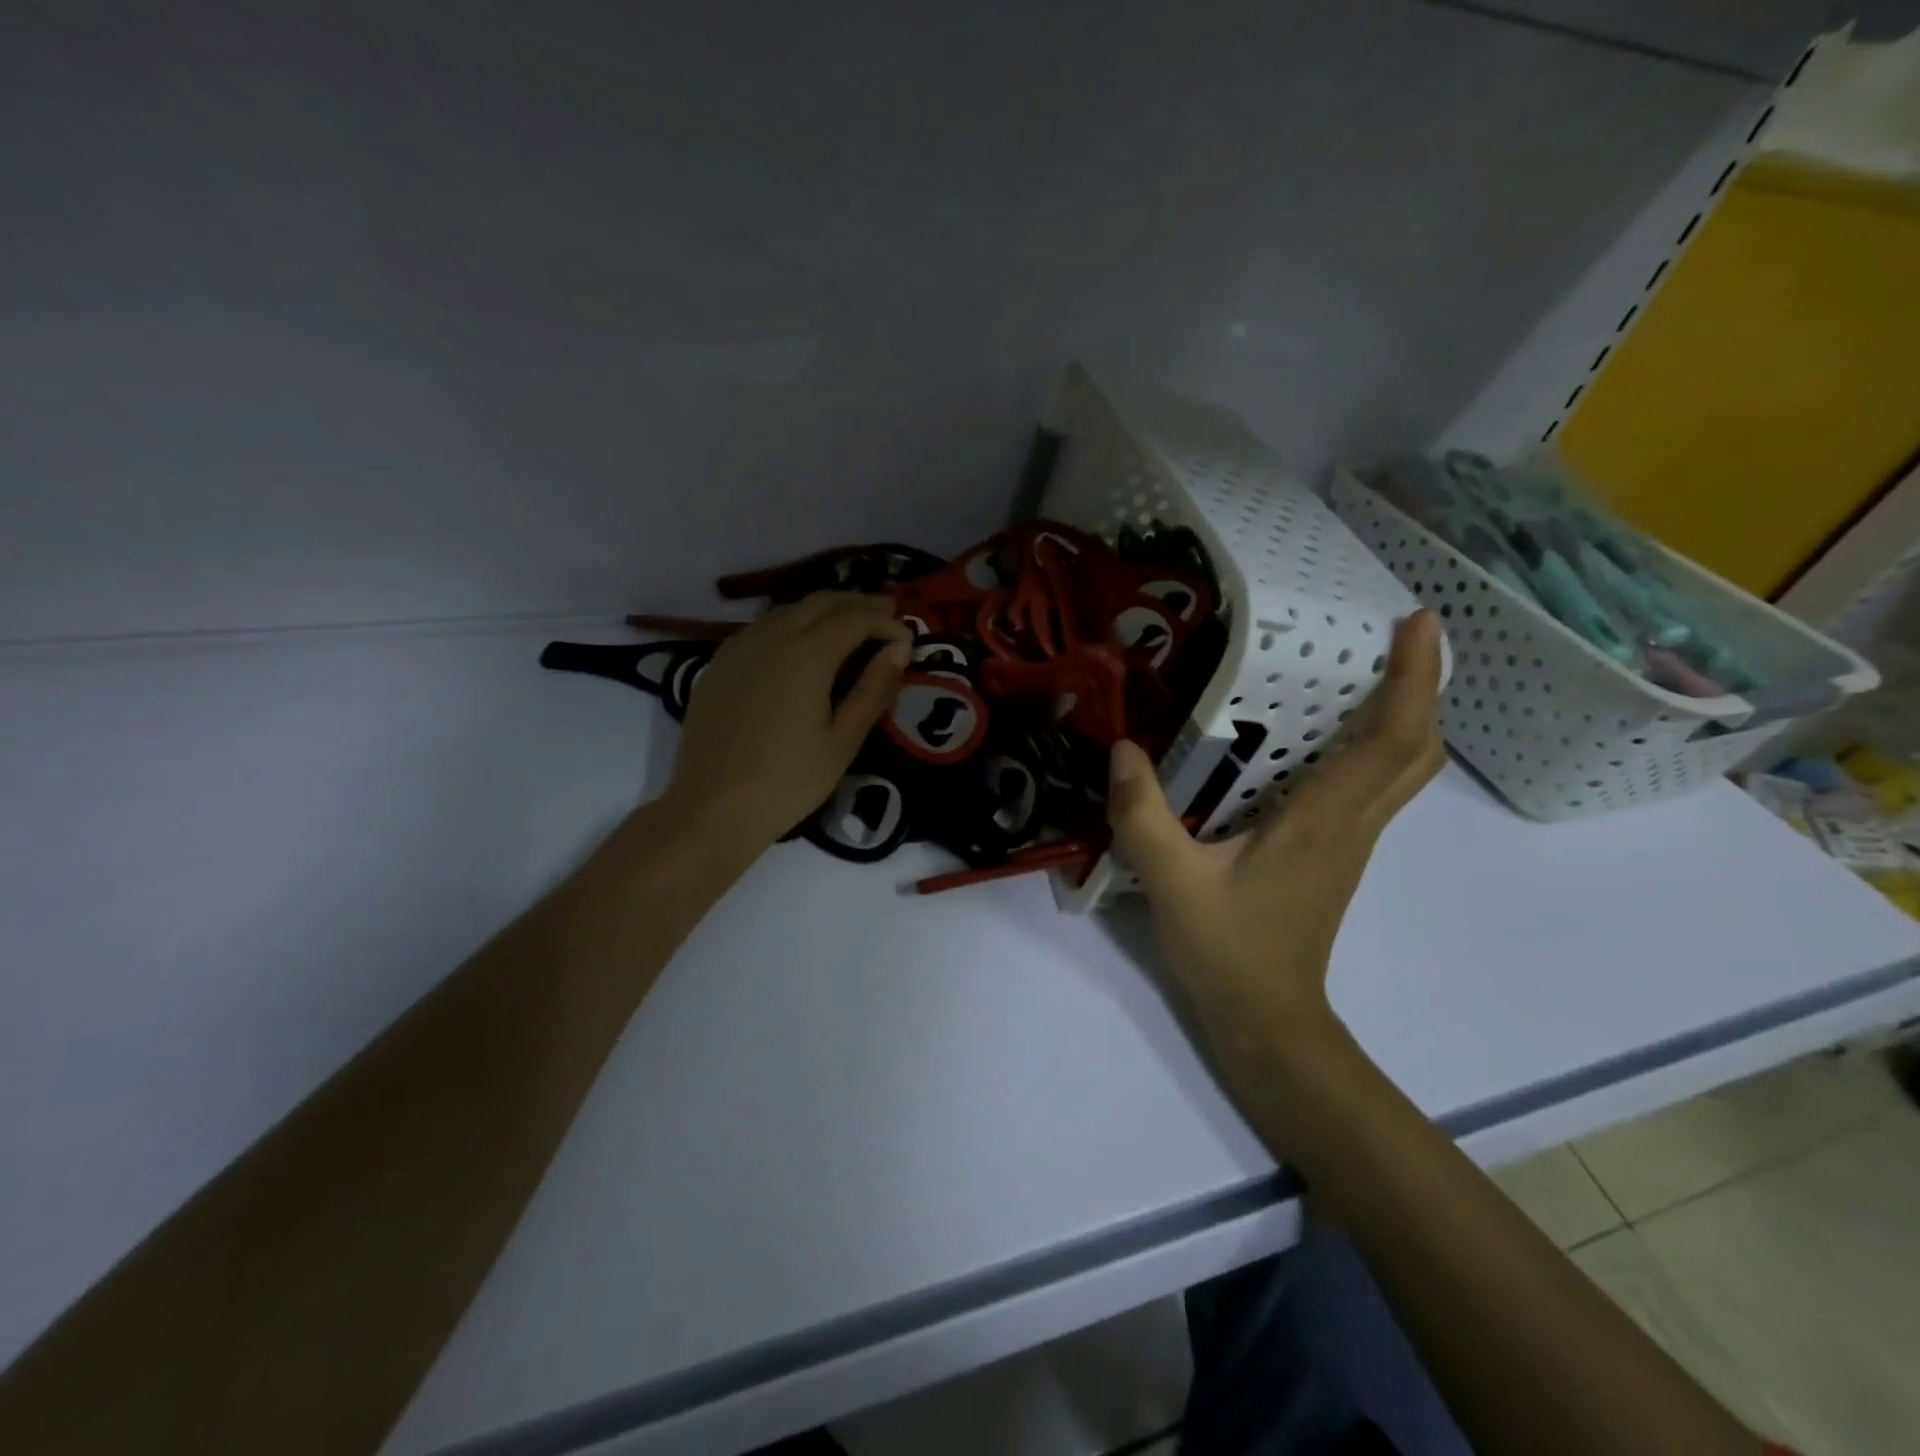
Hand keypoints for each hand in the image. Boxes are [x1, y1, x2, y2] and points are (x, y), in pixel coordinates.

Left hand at [665, 592, 911, 853]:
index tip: (908, 639)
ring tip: (851, 627)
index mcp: (806, 654)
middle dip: (859, 604)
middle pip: (822, 602)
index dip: (886, 623)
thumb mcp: (843, 741)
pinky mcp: (719, 664)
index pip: (855, 618)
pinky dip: (793, 625)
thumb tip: (899, 649)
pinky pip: (763, 628)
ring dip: (825, 611)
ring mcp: (739, 647)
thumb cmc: (787, 782)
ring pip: (789, 610)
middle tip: (888, 615)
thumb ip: (873, 690)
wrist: (711, 808)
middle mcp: (771, 637)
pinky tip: (802, 646)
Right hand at [1106, 612, 1444, 1088]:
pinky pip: (1373, 785)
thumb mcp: (1171, 882)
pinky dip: (1373, 745)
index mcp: (1324, 821)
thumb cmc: (1229, 952)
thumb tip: (1123, 748)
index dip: (1412, 678)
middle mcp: (1352, 824)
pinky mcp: (1335, 852)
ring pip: (1402, 769)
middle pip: (1417, 750)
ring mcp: (1350, 841)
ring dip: (1402, 714)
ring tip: (1365, 670)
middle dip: (1421, 688)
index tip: (1416, 621)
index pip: (1390, 740)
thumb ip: (1143, 816)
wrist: (1268, 1021)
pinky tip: (1323, 735)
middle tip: (1393, 638)